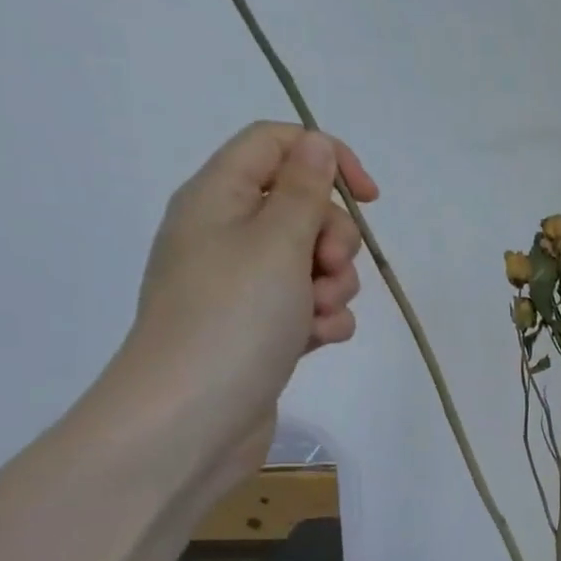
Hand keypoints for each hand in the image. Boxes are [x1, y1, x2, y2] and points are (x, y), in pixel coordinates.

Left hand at [108, 122, 378, 486]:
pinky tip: (319, 341)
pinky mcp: (263, 328)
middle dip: (335, 238)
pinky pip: (310, 306)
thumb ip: (303, 189)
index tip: (368, 199)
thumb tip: (315, 142)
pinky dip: (323, 320)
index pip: (276, 145)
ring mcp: (246, 286)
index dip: (327, 158)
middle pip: (305, 208)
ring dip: (335, 285)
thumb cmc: (232, 318)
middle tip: (327, 268)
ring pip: (315, 263)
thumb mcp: (276, 242)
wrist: (192, 418)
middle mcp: (229, 235)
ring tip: (318, 316)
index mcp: (219, 198)